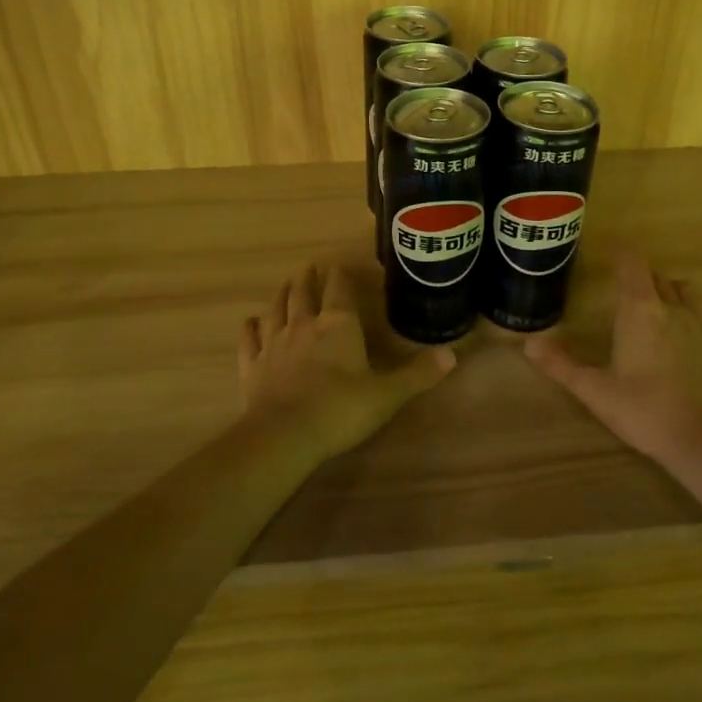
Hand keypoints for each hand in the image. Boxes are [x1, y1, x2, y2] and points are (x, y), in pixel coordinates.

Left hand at [239, 264, 455, 462]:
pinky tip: (250, 322)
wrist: (285, 435)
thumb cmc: (341, 409)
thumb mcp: (388, 394)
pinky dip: (250, 328)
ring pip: (276, 310)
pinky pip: (249, 340)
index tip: (338, 266)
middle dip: (308, 279)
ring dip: (281, 295)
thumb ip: (417, 374)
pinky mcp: (252, 366)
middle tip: (309, 268)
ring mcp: (274, 344)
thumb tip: (452, 355)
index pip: (339, 290)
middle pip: (303, 294)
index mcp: (339, 326)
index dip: (339, 276)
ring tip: (285, 284)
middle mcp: (304, 326)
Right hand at [524, 253, 701, 463]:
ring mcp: (700, 323)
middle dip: (638, 276)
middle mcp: (672, 307)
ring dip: (667, 290)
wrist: (699, 440)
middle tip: (621, 289)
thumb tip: (527, 344)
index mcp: (639, 310)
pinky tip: (679, 334)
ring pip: (683, 290)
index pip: (632, 265)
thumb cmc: (641, 409)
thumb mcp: (593, 389)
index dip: (621, 255)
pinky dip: (688, 311)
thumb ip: (560, 364)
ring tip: (653, 307)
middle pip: (655, 276)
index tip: (608, 256)